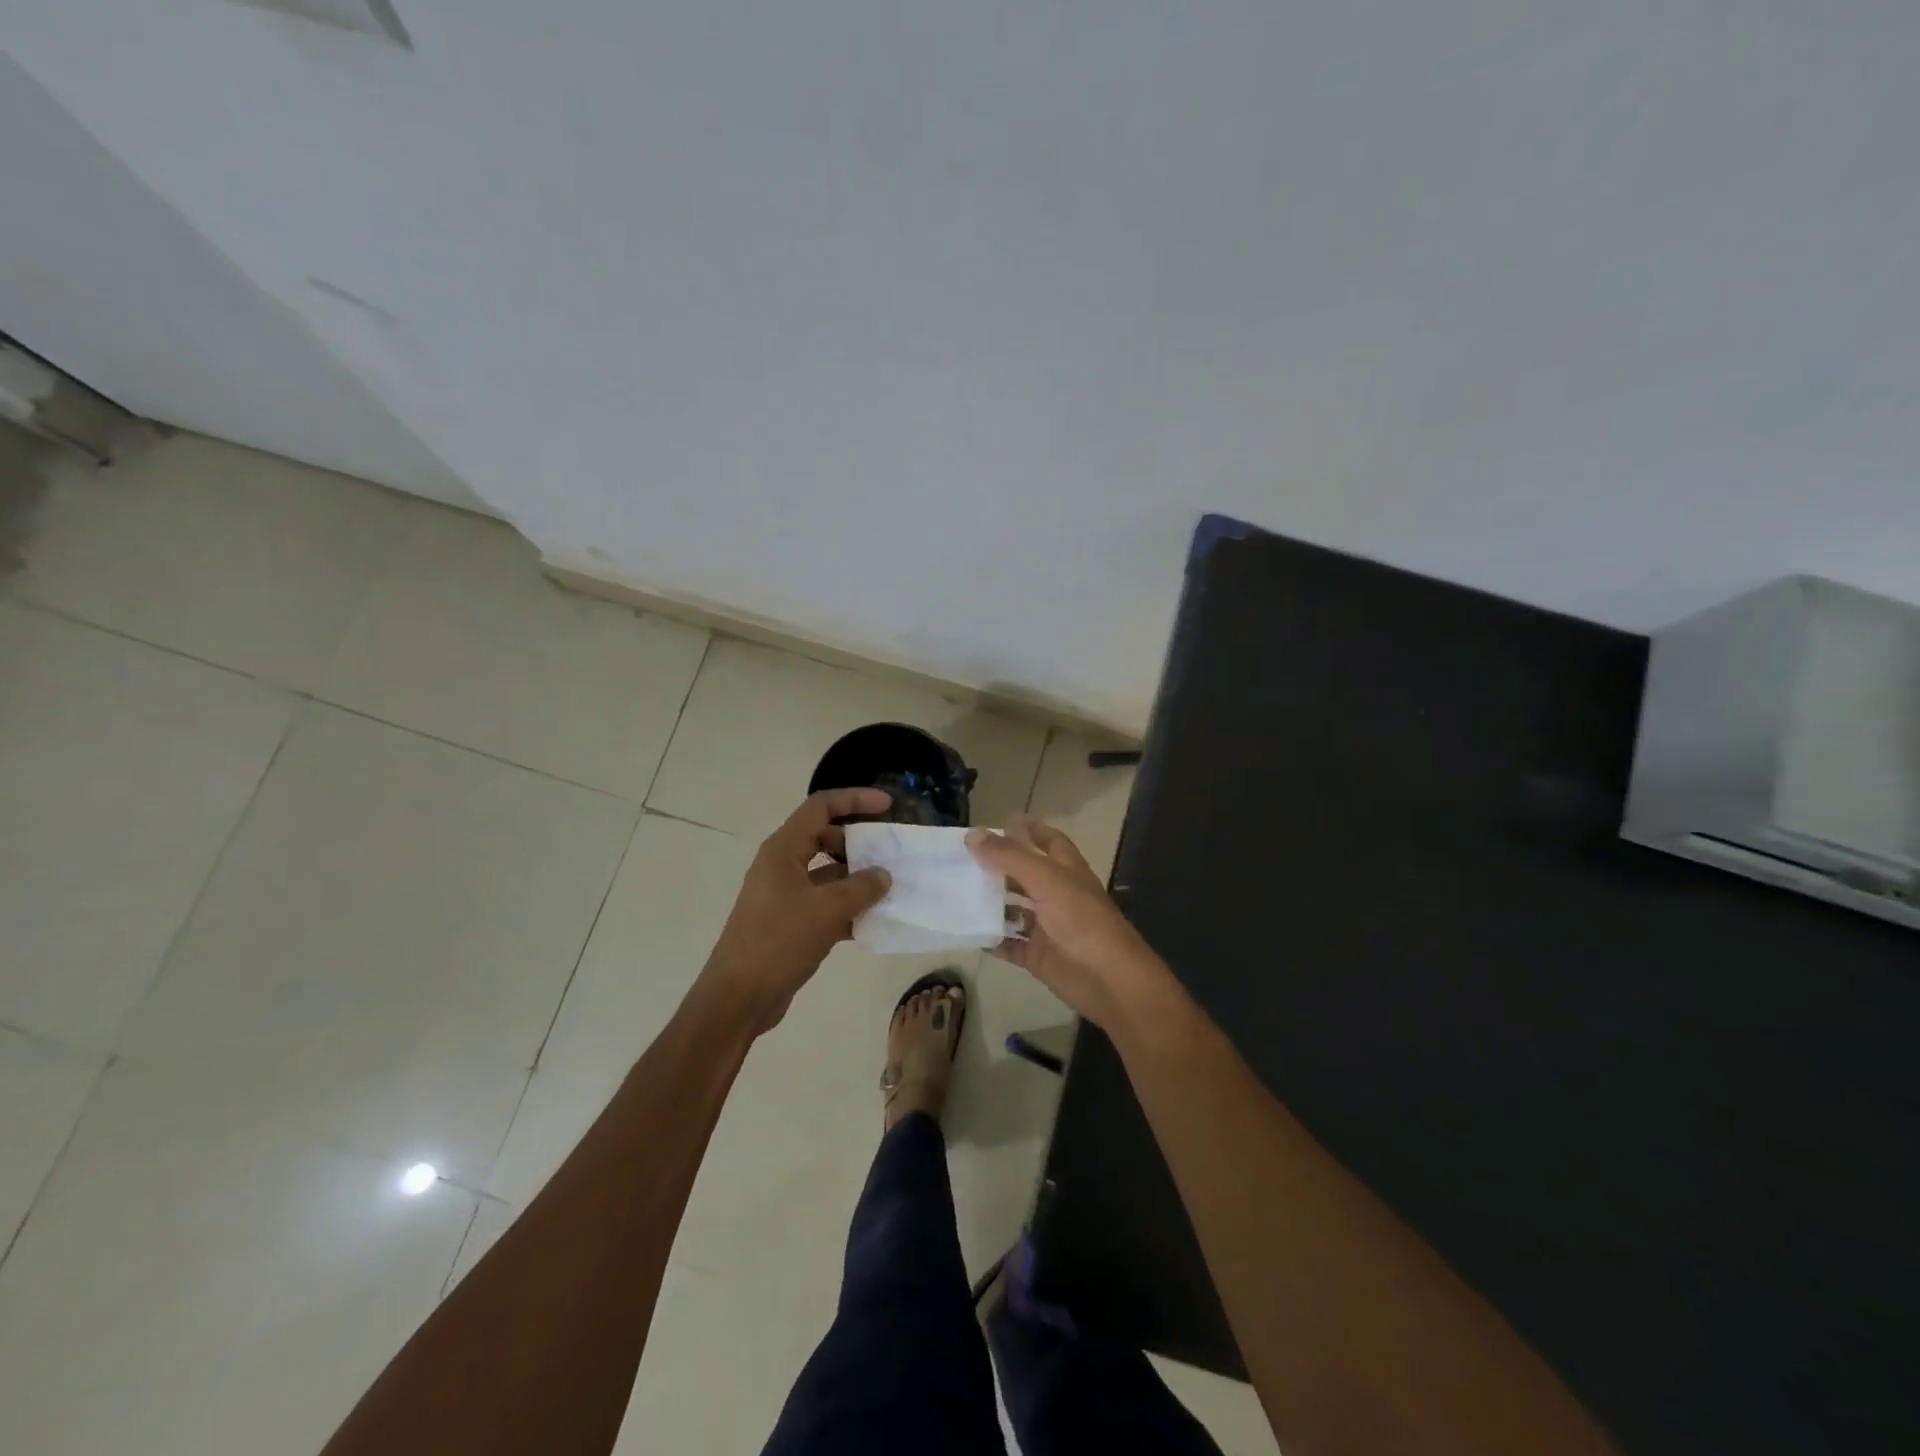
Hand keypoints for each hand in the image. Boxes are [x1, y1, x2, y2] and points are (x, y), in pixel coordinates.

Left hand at [703, 788, 892, 1032]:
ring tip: (890, 888)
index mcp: (784, 850)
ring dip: (856, 878)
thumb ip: (861, 888)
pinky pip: (825, 903)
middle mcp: (782, 865)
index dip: (854, 799)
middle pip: (824, 837)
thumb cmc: (777, 942)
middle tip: (888, 852)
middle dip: (858, 842)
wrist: (738, 997)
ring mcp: (785, 894)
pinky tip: (872, 923)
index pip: (821, 807)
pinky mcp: (790, 922)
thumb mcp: (826, 910)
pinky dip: (848, 908)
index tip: (887, 805)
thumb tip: (883, 875)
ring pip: (827, 873)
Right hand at [966, 815, 1175, 1031]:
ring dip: (990, 903)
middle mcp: (1057, 894)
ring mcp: (1047, 926)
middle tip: (963, 859)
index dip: (1029, 830)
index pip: (1048, 841)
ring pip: (1014, 910)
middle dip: (998, 866)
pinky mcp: (1038, 955)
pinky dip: (992, 940)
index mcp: (1066, 870)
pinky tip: (968, 933)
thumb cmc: (1081, 919)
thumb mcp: (1045, 879)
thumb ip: (1009, 856)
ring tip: (956, 893)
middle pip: (1024, 874)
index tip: (1001, 822)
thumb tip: (973, 835)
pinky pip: (1010, 944)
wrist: (1108, 978)